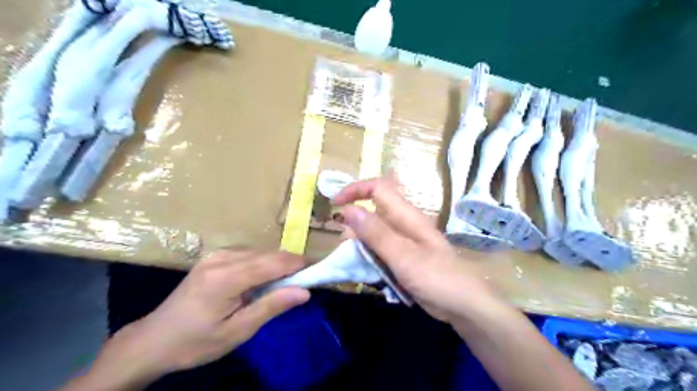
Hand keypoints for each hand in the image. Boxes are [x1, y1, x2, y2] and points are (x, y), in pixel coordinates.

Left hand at [100, 248, 308, 379]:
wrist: (154, 340)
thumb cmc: (196, 342)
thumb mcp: (237, 331)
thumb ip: (272, 306)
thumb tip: (305, 292)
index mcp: (227, 277)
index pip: (275, 262)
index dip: (299, 265)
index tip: (317, 273)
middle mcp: (223, 258)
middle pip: (269, 254)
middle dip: (290, 266)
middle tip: (301, 285)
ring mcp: (217, 255)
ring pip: (261, 252)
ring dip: (276, 266)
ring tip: (281, 287)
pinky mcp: (215, 257)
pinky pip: (249, 255)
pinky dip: (262, 265)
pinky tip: (260, 282)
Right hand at [334, 178, 501, 323]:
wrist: (463, 305)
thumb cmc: (437, 278)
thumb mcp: (403, 256)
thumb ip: (376, 233)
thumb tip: (348, 210)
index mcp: (407, 216)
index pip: (377, 188)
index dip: (355, 190)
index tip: (334, 203)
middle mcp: (404, 223)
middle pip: (373, 210)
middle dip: (355, 222)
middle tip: (345, 245)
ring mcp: (404, 240)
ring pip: (375, 231)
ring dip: (361, 241)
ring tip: (355, 260)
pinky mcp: (404, 255)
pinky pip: (381, 248)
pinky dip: (369, 254)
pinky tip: (367, 269)